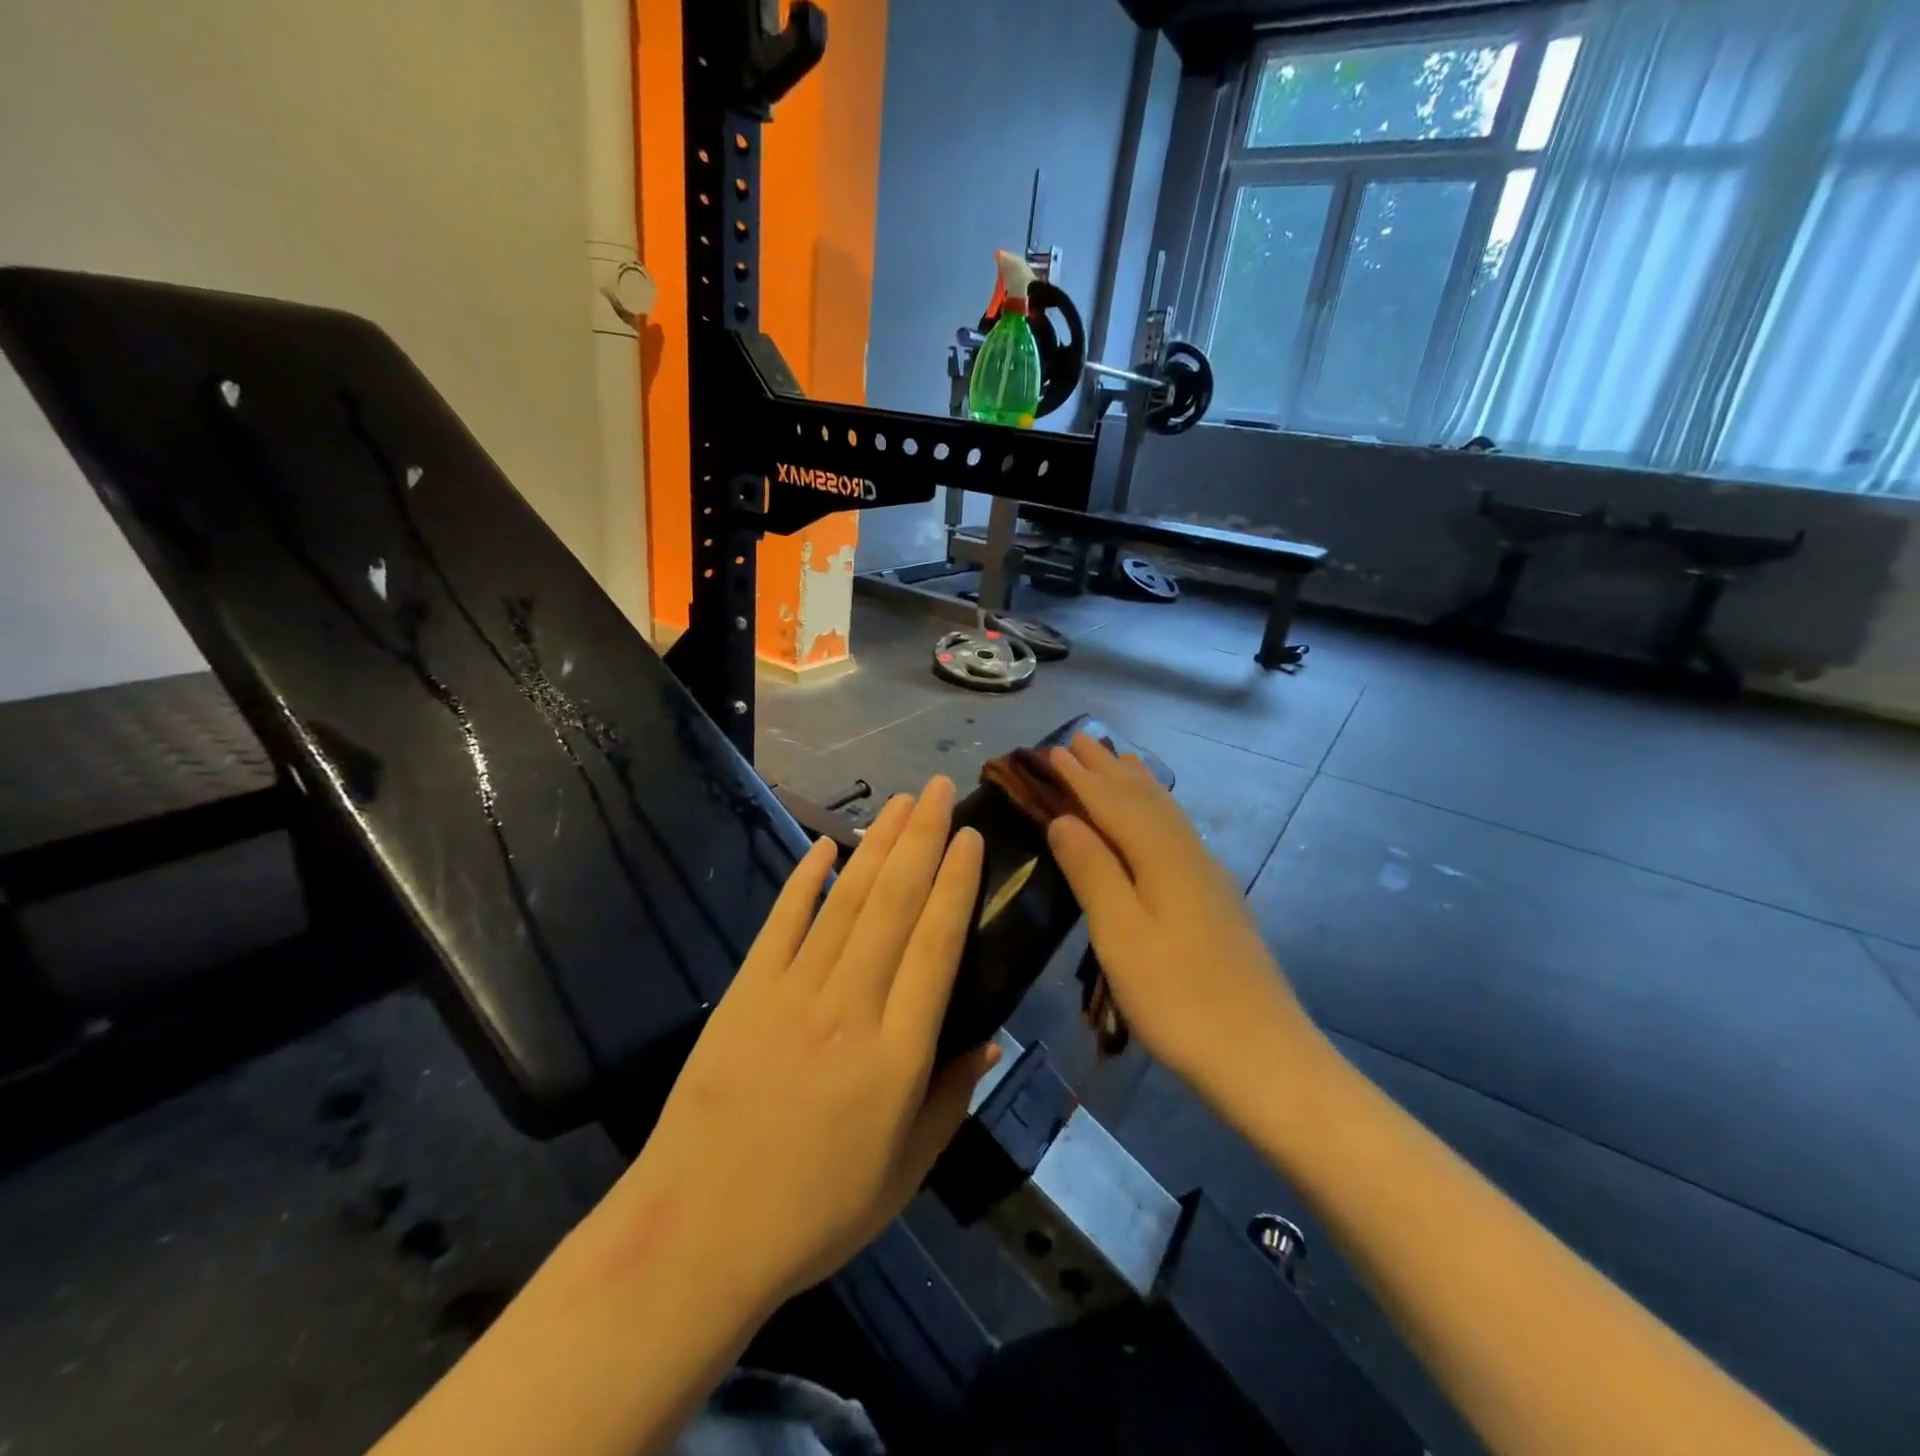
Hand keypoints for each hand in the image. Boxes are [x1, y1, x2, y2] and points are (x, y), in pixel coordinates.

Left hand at [599, 778, 998, 1315]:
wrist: (698, 1234)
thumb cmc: (816, 1212)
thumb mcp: (906, 1171)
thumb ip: (952, 1096)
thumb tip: (991, 1037)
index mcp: (897, 1053)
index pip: (936, 945)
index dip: (956, 883)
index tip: (969, 837)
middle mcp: (850, 1007)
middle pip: (895, 904)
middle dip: (921, 838)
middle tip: (938, 789)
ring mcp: (792, 993)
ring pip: (846, 901)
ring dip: (875, 845)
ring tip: (899, 802)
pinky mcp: (746, 992)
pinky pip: (782, 922)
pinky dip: (805, 878)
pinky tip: (827, 844)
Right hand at [1046, 734, 1318, 1107]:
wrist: (1263, 1057)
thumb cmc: (1178, 998)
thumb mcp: (1121, 935)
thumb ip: (1092, 871)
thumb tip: (1063, 819)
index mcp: (1161, 858)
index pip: (1113, 804)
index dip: (1080, 778)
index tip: (1052, 751)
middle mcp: (1188, 855)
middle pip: (1144, 799)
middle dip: (1109, 770)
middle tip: (1080, 740)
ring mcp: (1208, 878)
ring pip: (1166, 814)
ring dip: (1137, 785)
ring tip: (1121, 761)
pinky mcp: (1216, 901)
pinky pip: (1178, 834)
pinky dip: (1158, 812)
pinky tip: (1159, 822)